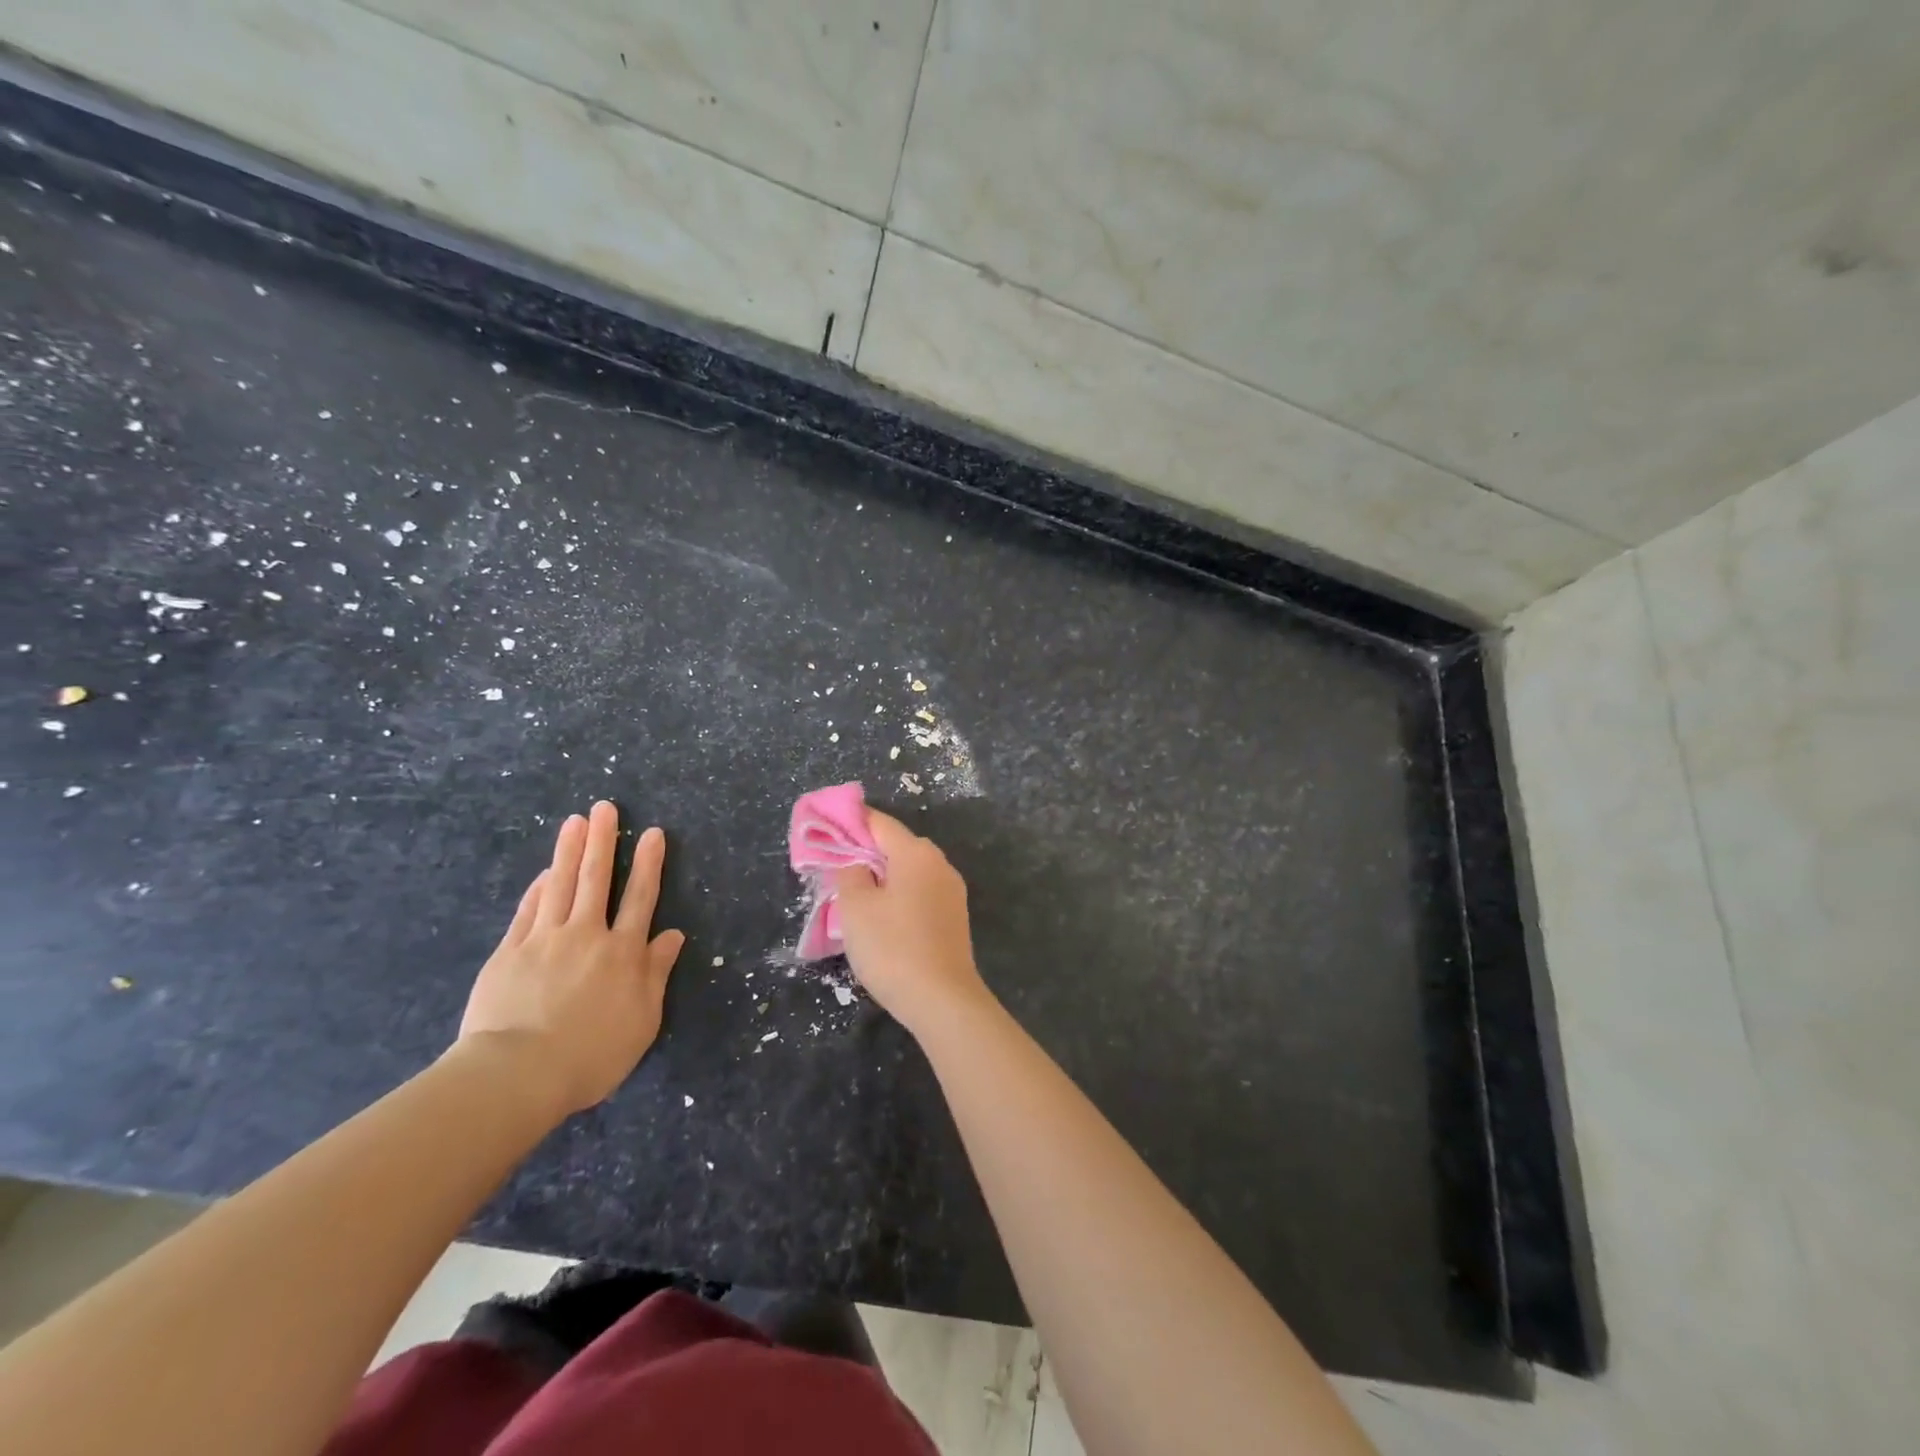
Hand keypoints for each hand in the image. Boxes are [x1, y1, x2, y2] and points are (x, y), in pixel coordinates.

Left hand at [457, 801, 684, 1117]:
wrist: (518, 1074)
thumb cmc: (591, 1053)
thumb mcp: (642, 1020)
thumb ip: (656, 973)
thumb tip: (673, 935)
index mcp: (623, 952)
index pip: (640, 898)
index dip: (648, 864)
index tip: (651, 833)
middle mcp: (587, 935)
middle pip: (596, 879)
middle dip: (603, 841)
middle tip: (604, 807)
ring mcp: (544, 940)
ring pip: (560, 885)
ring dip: (569, 851)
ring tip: (574, 822)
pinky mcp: (510, 953)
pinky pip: (528, 911)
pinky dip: (537, 888)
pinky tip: (543, 872)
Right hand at [833, 809, 991, 1036]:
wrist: (942, 1000)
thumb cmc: (893, 948)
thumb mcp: (855, 908)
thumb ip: (849, 873)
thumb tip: (856, 862)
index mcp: (916, 853)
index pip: (879, 822)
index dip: (850, 822)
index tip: (825, 828)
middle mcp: (939, 863)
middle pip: (896, 845)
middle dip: (865, 852)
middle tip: (834, 867)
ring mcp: (951, 891)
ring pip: (908, 871)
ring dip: (882, 877)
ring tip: (853, 895)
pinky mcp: (954, 917)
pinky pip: (920, 893)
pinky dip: (898, 896)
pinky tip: (881, 917)